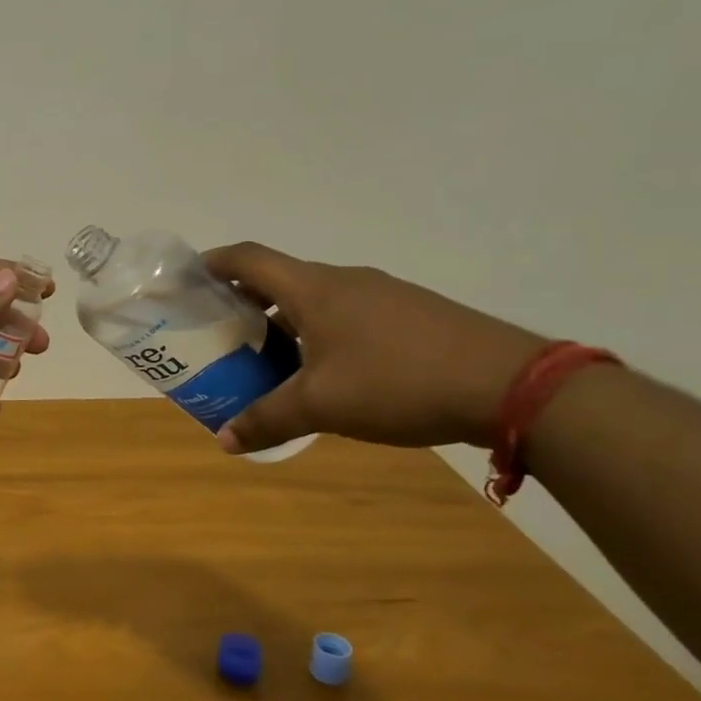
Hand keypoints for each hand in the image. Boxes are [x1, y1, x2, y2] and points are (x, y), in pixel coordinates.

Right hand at [200, 243, 546, 454]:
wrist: (512, 385)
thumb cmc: (398, 382)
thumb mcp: (322, 406)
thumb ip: (267, 420)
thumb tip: (224, 441)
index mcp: (314, 289)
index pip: (249, 258)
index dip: (214, 262)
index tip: (188, 277)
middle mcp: (346, 281)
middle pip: (280, 279)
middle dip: (244, 301)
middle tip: (220, 332)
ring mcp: (384, 295)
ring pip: (316, 299)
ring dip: (284, 320)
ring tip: (266, 357)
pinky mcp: (412, 315)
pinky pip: (348, 314)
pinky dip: (320, 332)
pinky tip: (325, 371)